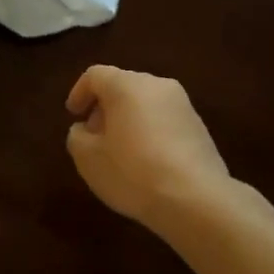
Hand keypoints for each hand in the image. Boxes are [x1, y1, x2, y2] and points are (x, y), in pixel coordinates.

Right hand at [65, 65, 233, 224]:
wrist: (195, 198)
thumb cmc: (132, 172)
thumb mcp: (88, 159)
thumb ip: (77, 137)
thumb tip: (85, 129)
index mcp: (127, 85)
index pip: (95, 75)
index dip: (79, 92)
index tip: (73, 115)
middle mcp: (157, 85)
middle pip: (123, 86)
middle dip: (105, 108)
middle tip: (95, 136)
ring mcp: (183, 105)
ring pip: (145, 103)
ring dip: (128, 120)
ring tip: (120, 152)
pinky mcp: (199, 126)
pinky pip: (165, 120)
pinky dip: (150, 131)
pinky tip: (147, 161)